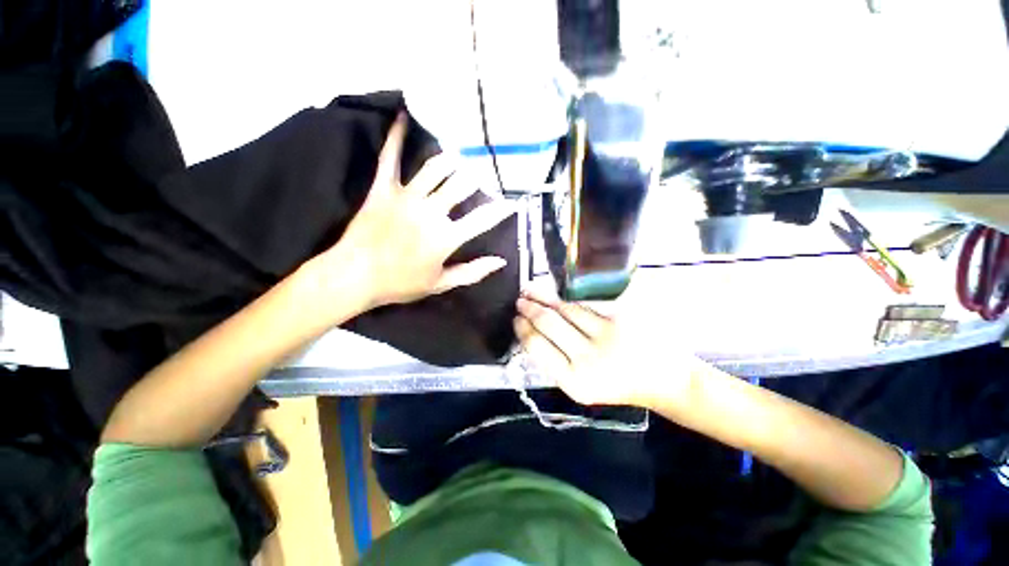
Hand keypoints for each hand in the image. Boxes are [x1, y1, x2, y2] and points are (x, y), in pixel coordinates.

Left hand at [307, 113, 515, 310]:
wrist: (354, 276)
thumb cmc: (401, 284)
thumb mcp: (441, 283)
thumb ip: (473, 272)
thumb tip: (501, 261)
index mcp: (446, 237)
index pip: (483, 219)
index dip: (501, 210)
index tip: (512, 202)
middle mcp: (431, 212)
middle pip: (461, 185)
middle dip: (477, 178)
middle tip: (484, 173)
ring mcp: (406, 197)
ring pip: (434, 168)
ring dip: (451, 159)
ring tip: (461, 154)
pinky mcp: (383, 189)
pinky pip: (390, 159)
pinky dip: (396, 137)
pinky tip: (403, 116)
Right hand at [514, 287, 701, 406]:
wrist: (663, 380)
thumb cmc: (618, 385)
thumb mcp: (582, 385)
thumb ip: (557, 362)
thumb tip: (531, 332)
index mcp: (574, 382)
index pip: (538, 347)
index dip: (523, 328)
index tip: (516, 318)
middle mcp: (588, 359)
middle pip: (549, 324)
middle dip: (530, 309)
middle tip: (520, 299)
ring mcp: (607, 336)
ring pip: (566, 309)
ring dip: (545, 298)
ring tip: (532, 290)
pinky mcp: (622, 318)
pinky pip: (587, 304)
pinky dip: (568, 297)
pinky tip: (557, 292)